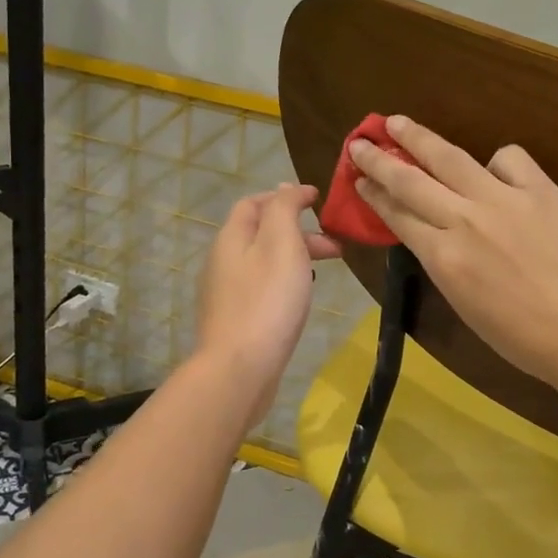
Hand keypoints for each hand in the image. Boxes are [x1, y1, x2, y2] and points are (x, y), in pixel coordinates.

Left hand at [194, 184, 341, 425]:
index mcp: (232, 238)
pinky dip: (284, 281)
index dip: (286, 196)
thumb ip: (284, 209)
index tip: (319, 201)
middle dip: (298, 231)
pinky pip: (261, 288)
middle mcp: (222, 261)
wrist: (239, 369)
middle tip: (335, 246)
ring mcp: (225, 293)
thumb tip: (286, 187)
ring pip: (263, 262)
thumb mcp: (282, 243)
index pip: (254, 202)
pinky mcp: (234, 320)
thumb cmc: (267, 301)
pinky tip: (299, 299)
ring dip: (294, 258)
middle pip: (260, 232)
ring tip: (324, 271)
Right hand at [350, 116, 557, 390]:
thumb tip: (435, 233)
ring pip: (449, 157)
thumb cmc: (523, 338)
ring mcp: (503, 199)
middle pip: (410, 180)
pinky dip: (497, 161)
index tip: (358, 179)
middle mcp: (463, 220)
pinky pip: (509, 159)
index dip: (374, 194)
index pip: (398, 215)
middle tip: (359, 143)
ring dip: (418, 137)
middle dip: (379, 159)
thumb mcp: (465, 304)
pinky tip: (498, 170)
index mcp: (442, 258)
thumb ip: (445, 262)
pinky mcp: (541, 190)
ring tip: (398, 122)